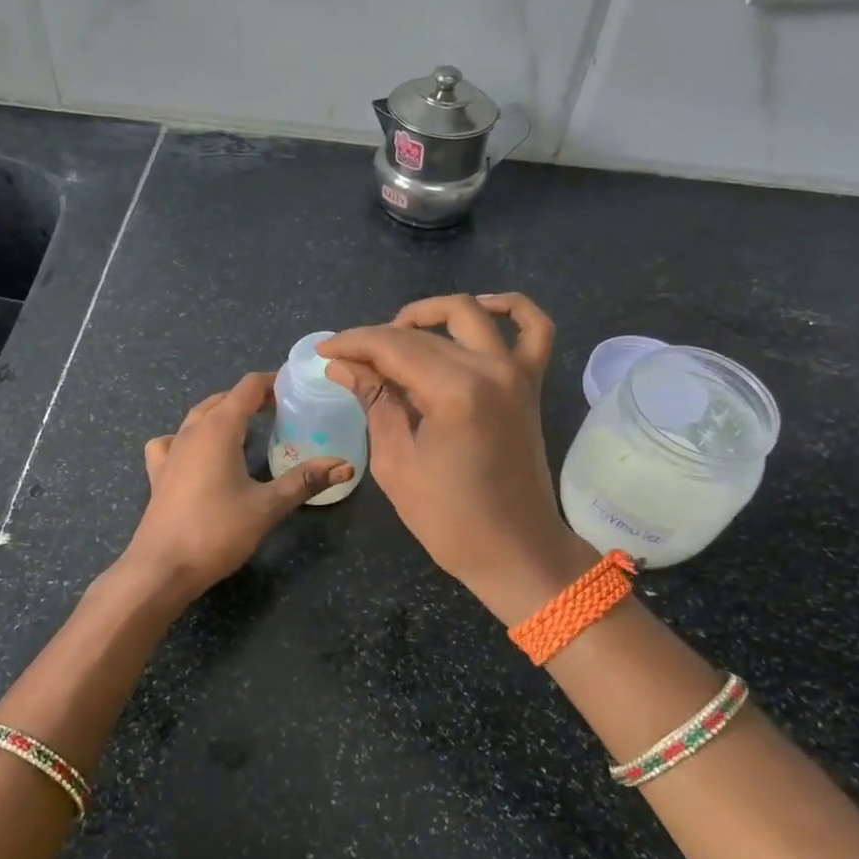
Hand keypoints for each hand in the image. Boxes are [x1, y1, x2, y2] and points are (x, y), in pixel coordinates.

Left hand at [121, 372, 351, 600]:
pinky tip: (198, 453)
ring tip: (247, 426)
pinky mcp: (159, 473)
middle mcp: (192, 431)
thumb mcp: (267, 506)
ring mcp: (171, 451)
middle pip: (223, 398)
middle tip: (281, 410)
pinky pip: (174, 440)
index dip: (272, 382)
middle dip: (252, 398)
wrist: (161, 568)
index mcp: (219, 428)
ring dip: (223, 413)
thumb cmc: (217, 532)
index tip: (296, 386)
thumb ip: (305, 481)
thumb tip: (345, 465)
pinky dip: (190, 436)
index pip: (247, 388)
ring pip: (198, 416)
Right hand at [320, 294, 596, 624]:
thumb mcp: (397, 463)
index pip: (392, 346)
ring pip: (469, 315)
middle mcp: (490, 369)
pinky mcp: (531, 383)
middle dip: (377, 338)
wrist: (515, 550)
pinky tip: (480, 309)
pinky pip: (534, 329)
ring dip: (429, 314)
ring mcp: (516, 372)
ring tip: (398, 334)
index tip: (324, 351)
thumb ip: (375, 402)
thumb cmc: (450, 520)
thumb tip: (343, 366)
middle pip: (423, 333)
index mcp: (454, 392)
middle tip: (349, 360)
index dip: (352, 344)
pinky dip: (510, 308)